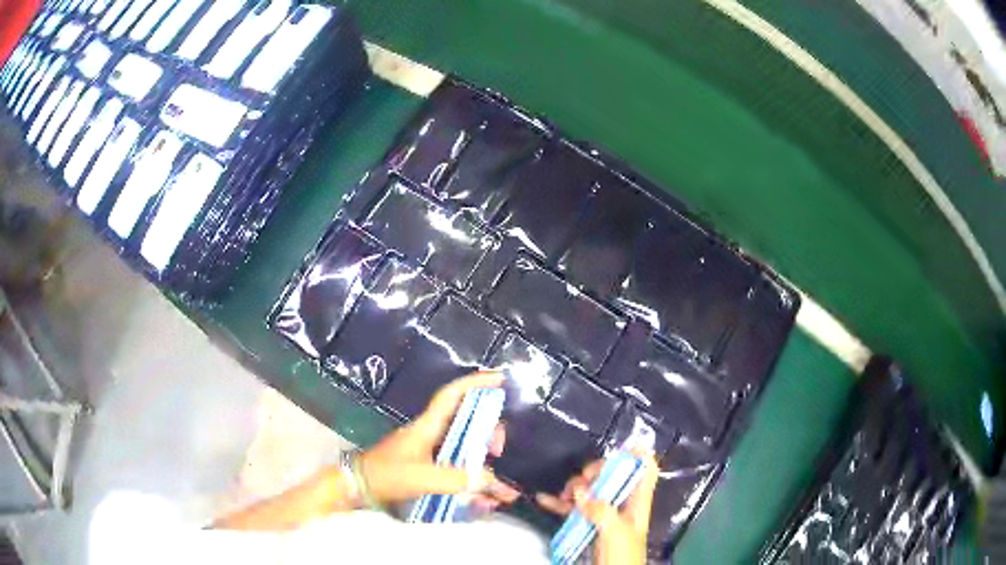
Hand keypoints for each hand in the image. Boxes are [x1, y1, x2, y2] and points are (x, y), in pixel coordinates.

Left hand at [359, 371, 520, 511]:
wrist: (358, 487)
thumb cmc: (386, 475)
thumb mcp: (422, 477)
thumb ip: (456, 479)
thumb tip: (490, 481)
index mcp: (428, 426)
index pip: (452, 395)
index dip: (475, 383)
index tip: (499, 380)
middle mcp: (432, 433)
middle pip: (467, 421)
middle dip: (488, 431)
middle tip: (499, 449)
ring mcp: (430, 451)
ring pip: (465, 447)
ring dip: (484, 462)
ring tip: (500, 486)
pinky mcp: (428, 467)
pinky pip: (458, 467)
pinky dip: (472, 480)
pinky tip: (485, 500)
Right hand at [536, 451, 659, 564]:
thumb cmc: (622, 556)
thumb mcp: (615, 531)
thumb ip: (600, 509)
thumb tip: (579, 489)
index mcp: (637, 501)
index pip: (646, 469)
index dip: (639, 454)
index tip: (622, 446)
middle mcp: (622, 502)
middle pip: (612, 475)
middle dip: (595, 472)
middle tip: (581, 484)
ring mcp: (604, 513)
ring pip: (590, 489)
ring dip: (573, 488)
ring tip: (561, 496)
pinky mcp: (588, 524)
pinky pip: (573, 508)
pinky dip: (559, 503)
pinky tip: (544, 499)